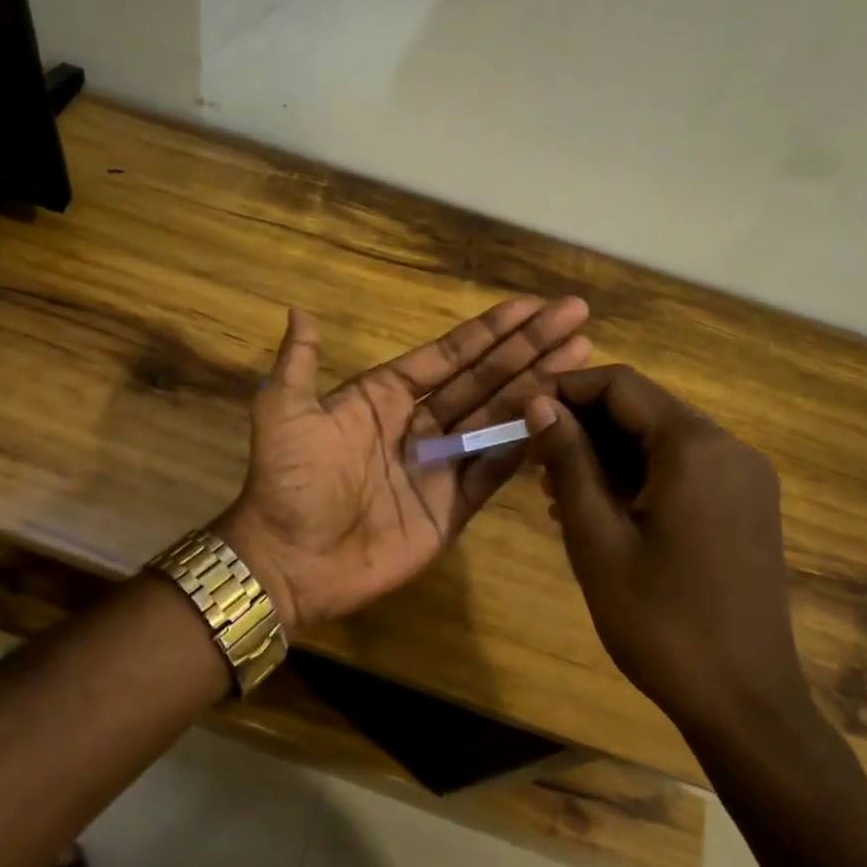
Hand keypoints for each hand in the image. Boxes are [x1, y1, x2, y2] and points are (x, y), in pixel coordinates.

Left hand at [218, 297, 591, 630]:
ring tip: (582, 355)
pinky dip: (524, 443)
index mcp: (384, 396)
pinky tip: (560, 416)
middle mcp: (418, 423)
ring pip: (497, 416)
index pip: (448, 355)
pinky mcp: (453, 507)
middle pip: (483, 377)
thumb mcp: (284, 412)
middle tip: (576, 315)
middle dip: (528, 346)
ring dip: (538, 386)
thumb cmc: (288, 482)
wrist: (290, 560)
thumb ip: (299, 362)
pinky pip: (494, 469)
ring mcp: (439, 465)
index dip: (489, 330)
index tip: (532, 305)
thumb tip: (300, 310)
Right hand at [523, 366, 809, 735]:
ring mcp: (742, 479)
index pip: (621, 385)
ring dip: (605, 453)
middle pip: (642, 409)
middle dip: (582, 425)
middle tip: (532, 459)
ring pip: (659, 440)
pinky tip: (598, 509)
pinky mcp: (744, 507)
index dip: (564, 390)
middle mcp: (728, 449)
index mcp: (695, 448)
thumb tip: (538, 403)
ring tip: (555, 489)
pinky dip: (636, 476)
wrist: (743, 702)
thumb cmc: (659, 619)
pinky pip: (680, 470)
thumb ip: (567, 461)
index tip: (520, 415)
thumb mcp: (596, 537)